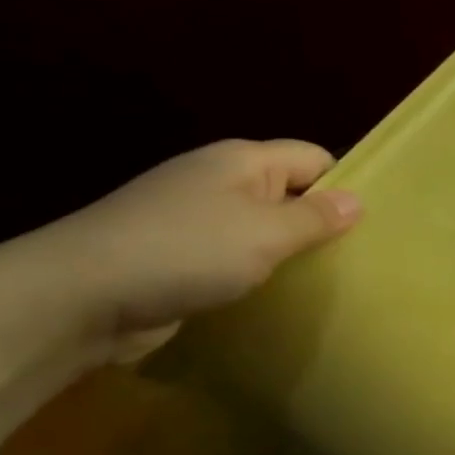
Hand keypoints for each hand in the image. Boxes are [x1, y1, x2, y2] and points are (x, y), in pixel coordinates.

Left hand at [16, 139, 361, 362]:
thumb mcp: (265, 233)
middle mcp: (219, 180)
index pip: (313, 157)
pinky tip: (274, 298)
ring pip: (260, 227)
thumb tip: (357, 201)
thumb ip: (315, 217)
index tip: (373, 224)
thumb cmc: (186, 251)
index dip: (344, 184)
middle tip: (358, 259)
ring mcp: (193, 217)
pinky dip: (254, 272)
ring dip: (286, 252)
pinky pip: (232, 256)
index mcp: (243, 160)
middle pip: (288, 192)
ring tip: (326, 283)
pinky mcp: (176, 255)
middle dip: (319, 222)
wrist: (80, 296)